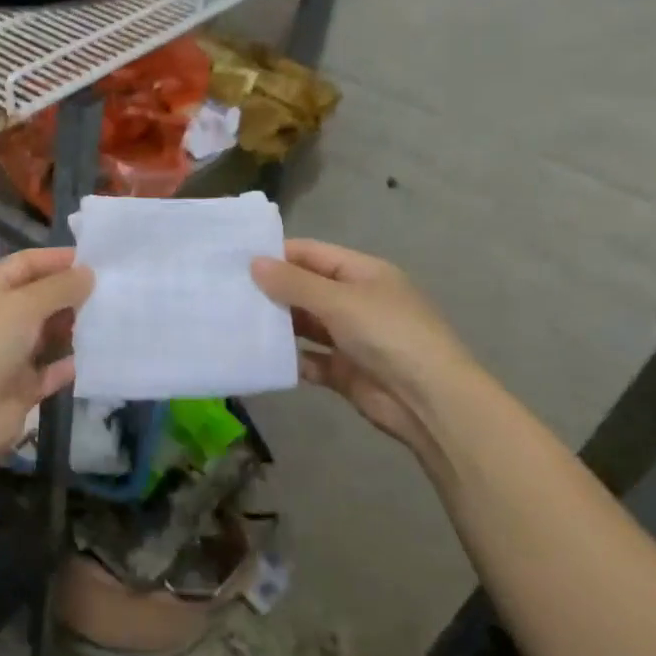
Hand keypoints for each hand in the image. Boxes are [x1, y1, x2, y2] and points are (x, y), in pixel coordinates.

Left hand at [0, 247, 93, 463]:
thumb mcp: (24, 304)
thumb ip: (59, 287)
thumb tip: (87, 273)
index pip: (25, 264)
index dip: (57, 259)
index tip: (96, 260)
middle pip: (38, 298)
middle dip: (70, 294)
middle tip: (112, 291)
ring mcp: (7, 354)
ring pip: (46, 334)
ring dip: (73, 328)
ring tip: (112, 319)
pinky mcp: (19, 387)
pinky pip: (50, 371)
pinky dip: (68, 365)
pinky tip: (97, 358)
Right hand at [251, 240, 472, 465]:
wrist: (430, 401)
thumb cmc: (388, 335)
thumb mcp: (340, 301)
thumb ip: (294, 283)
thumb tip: (254, 263)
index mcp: (363, 273)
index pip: (312, 254)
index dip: (277, 254)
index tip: (235, 259)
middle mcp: (356, 301)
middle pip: (306, 288)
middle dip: (271, 290)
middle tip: (225, 291)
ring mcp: (350, 337)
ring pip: (304, 324)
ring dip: (276, 324)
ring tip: (233, 321)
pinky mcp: (344, 371)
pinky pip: (308, 359)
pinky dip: (288, 358)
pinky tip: (258, 356)